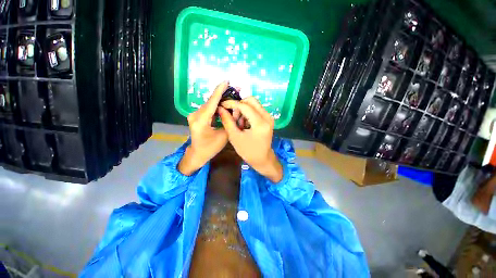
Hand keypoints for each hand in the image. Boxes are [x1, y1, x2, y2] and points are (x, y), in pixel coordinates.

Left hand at [178, 81, 229, 175]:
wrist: (197, 154)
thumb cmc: (211, 148)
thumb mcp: (224, 135)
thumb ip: (230, 121)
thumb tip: (236, 109)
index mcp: (201, 121)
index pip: (212, 102)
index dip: (219, 91)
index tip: (226, 81)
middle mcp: (195, 115)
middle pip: (211, 102)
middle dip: (223, 94)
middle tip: (235, 89)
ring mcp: (194, 115)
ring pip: (210, 105)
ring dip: (220, 100)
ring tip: (232, 96)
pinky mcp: (196, 116)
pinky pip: (208, 109)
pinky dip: (217, 106)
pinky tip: (224, 104)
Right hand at [218, 97, 282, 182]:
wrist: (262, 159)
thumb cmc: (248, 151)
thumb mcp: (235, 137)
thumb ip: (227, 121)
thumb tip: (221, 108)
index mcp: (260, 123)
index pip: (245, 106)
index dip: (232, 103)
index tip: (223, 105)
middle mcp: (267, 117)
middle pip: (251, 100)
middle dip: (239, 105)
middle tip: (233, 117)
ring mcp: (269, 117)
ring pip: (254, 104)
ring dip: (244, 110)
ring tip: (239, 124)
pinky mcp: (268, 119)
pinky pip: (256, 109)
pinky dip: (248, 113)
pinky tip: (244, 124)